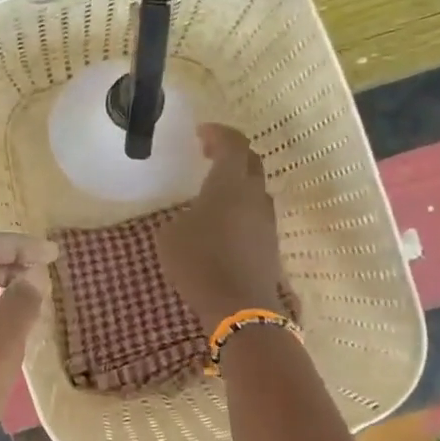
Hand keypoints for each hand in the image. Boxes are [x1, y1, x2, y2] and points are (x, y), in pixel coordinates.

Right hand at [157, 125, 289, 330]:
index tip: (201, 133)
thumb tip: (191, 217)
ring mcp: (266, 221)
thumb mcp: (170, 235)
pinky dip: (240, 207)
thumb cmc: (199, 262)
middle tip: (208, 155)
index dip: (219, 133)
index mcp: (229, 184)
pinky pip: (255, 213)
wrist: (239, 307)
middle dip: (231, 153)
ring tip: (213, 190)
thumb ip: (181, 216)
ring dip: (237, 182)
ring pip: (255, 189)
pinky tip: (222, 221)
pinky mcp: (269, 243)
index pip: (234, 144)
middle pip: (251, 162)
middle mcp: (254, 196)